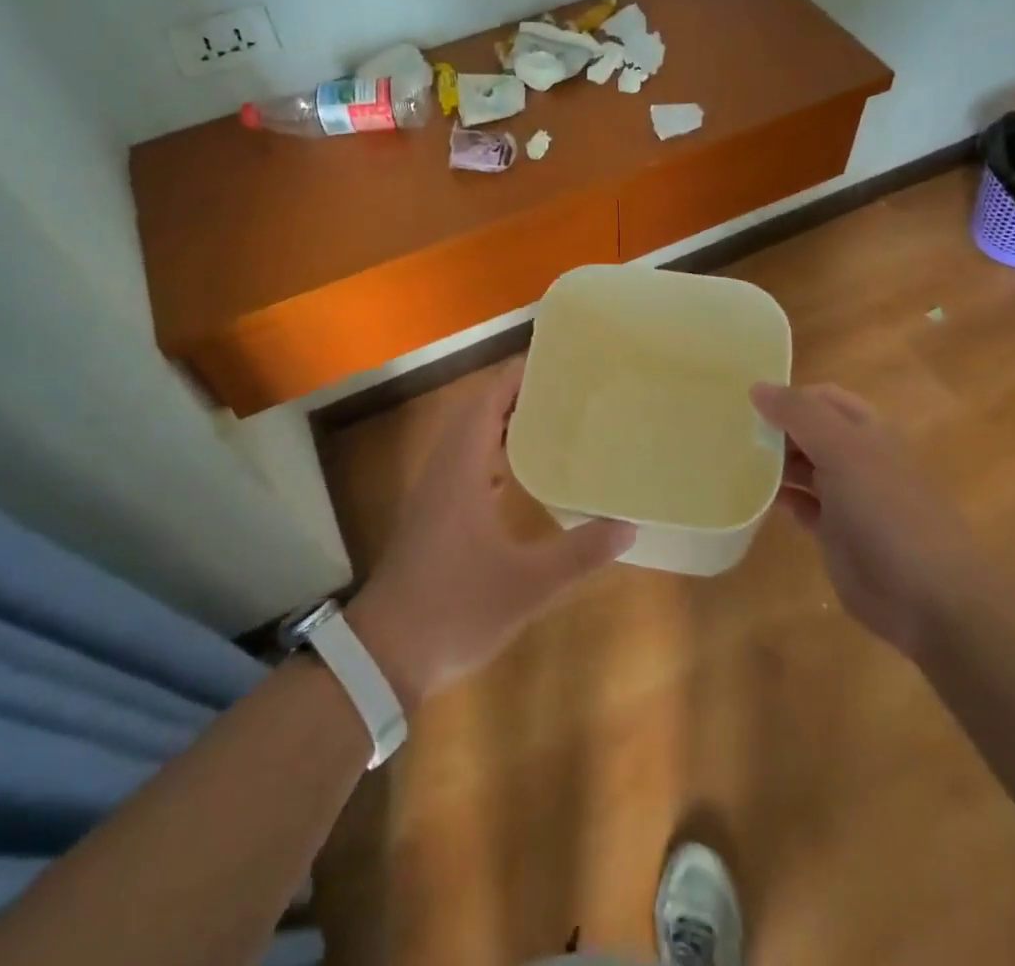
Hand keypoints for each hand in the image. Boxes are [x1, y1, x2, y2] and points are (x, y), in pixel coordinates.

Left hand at [348, 360, 634, 708]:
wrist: (385, 654)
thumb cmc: (455, 608)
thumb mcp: (527, 585)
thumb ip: (580, 554)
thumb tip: (629, 526)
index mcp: (462, 469)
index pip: (487, 402)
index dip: (516, 376)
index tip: (554, 361)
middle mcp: (444, 469)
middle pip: (476, 412)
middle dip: (515, 393)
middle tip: (563, 387)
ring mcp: (433, 493)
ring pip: (467, 437)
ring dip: (501, 420)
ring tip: (549, 418)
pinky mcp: (431, 515)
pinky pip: (464, 462)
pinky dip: (491, 450)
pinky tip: (519, 471)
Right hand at [749, 382, 982, 656]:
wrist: (928, 597)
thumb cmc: (887, 510)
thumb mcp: (843, 450)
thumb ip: (799, 414)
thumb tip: (756, 386)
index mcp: (867, 429)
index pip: (820, 397)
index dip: (786, 395)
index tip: (743, 402)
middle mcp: (857, 457)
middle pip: (808, 431)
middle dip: (773, 428)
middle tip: (728, 432)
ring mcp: (847, 496)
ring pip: (801, 467)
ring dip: (771, 463)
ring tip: (730, 460)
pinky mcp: (834, 532)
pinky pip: (800, 505)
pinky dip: (778, 498)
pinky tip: (750, 497)